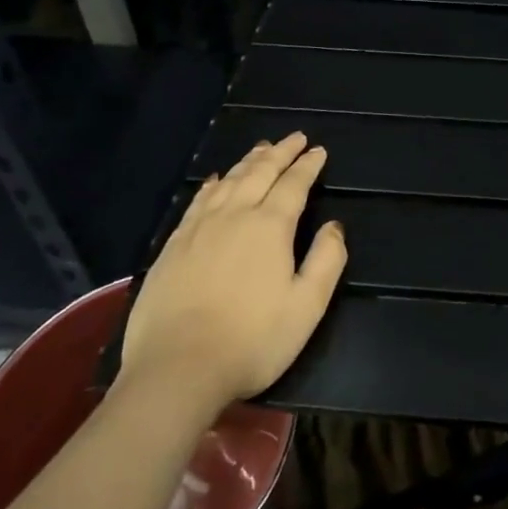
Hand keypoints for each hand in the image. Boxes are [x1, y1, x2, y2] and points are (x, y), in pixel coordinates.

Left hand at [120, 133, 346, 408]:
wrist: (175, 370)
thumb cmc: (251, 341)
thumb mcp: (306, 307)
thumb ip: (327, 261)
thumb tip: (334, 226)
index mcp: (270, 226)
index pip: (294, 184)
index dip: (308, 165)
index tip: (318, 150)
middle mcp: (235, 215)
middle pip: (260, 172)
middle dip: (280, 152)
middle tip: (295, 138)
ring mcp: (199, 228)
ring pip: (228, 181)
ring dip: (249, 161)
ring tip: (261, 148)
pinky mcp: (173, 246)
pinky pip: (198, 201)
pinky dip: (212, 184)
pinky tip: (215, 180)